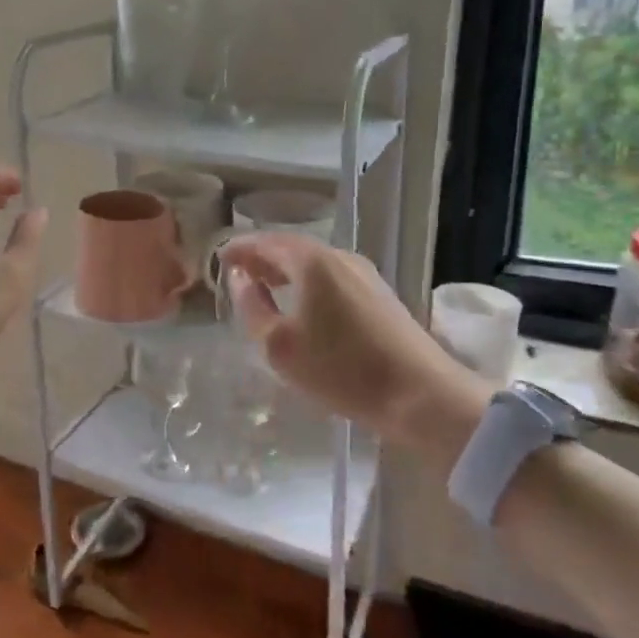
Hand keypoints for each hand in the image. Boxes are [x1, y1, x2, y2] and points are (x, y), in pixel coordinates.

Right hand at [220, 234, 491, 462]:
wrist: (420, 395)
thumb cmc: (341, 369)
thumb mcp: (279, 345)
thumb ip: (252, 307)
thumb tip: (241, 280)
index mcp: (311, 262)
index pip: (265, 242)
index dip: (239, 248)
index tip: (219, 258)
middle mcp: (338, 257)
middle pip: (290, 247)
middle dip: (262, 256)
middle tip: (237, 271)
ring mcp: (363, 273)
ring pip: (312, 261)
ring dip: (285, 269)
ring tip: (264, 285)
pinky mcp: (378, 294)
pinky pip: (330, 275)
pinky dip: (306, 280)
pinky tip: (301, 302)